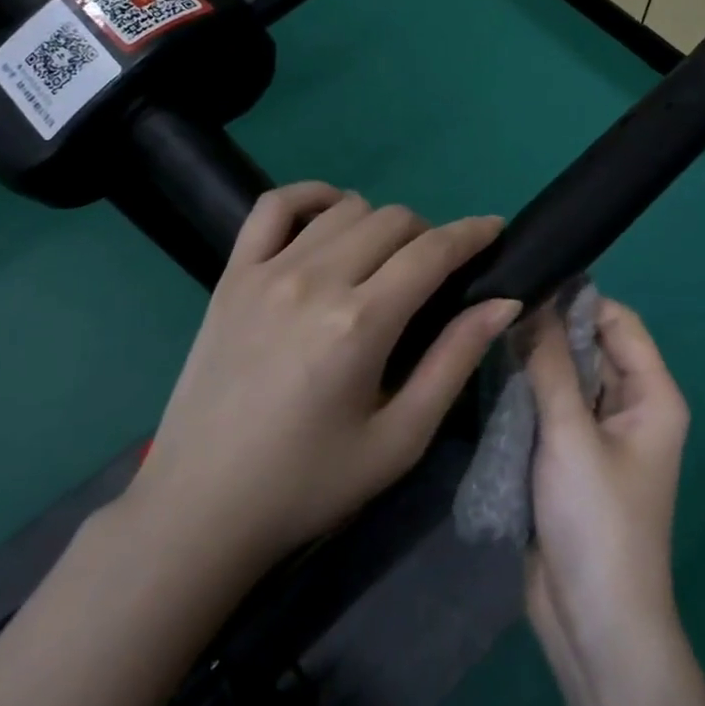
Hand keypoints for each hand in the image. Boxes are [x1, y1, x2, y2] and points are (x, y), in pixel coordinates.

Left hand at [125, 181, 520, 570]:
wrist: (201, 508)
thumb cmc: (310, 483)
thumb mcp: (400, 439)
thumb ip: (454, 361)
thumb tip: (503, 302)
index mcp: (360, 324)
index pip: (433, 251)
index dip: (473, 233)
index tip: (495, 229)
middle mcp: (315, 281)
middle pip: (393, 220)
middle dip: (430, 235)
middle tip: (435, 274)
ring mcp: (266, 272)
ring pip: (345, 208)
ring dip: (380, 223)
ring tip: (384, 260)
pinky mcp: (232, 276)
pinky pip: (274, 206)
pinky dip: (311, 197)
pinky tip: (330, 217)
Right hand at [524, 299, 690, 670]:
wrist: (594, 623)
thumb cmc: (597, 521)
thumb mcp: (570, 435)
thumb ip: (550, 367)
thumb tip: (532, 303)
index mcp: (652, 395)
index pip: (619, 322)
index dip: (578, 299)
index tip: (527, 281)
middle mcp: (630, 407)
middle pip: (590, 348)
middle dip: (548, 329)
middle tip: (494, 305)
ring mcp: (599, 435)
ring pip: (566, 379)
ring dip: (533, 363)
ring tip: (483, 331)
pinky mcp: (570, 459)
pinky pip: (551, 410)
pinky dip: (526, 395)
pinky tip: (487, 375)